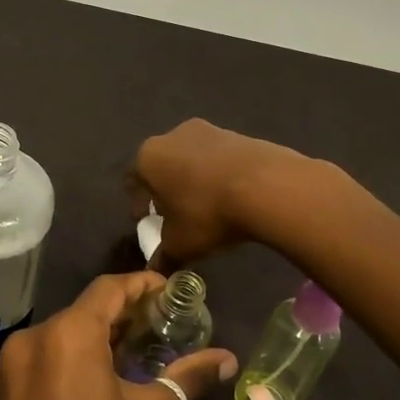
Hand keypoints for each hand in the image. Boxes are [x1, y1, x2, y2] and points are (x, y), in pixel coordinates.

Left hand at [0, 273, 237, 399]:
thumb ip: (187, 378)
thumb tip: (227, 358)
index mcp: (67, 335)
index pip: (109, 289)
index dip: (143, 285)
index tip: (173, 292)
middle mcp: (33, 338)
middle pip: (85, 309)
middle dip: (125, 313)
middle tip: (164, 325)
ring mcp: (12, 364)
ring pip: (65, 332)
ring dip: (101, 335)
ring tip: (140, 349)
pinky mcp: (5, 389)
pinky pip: (47, 355)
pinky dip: (76, 354)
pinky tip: (103, 375)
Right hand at [130, 119, 320, 262]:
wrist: (267, 186)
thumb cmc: (207, 213)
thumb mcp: (180, 243)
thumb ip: (163, 254)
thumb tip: (155, 268)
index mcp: (148, 158)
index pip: (132, 180)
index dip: (137, 203)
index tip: (148, 220)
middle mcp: (172, 136)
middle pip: (161, 165)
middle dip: (166, 188)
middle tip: (176, 213)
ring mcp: (208, 130)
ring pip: (191, 158)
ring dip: (193, 179)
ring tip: (208, 206)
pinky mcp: (238, 134)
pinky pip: (219, 158)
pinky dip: (219, 174)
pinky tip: (232, 196)